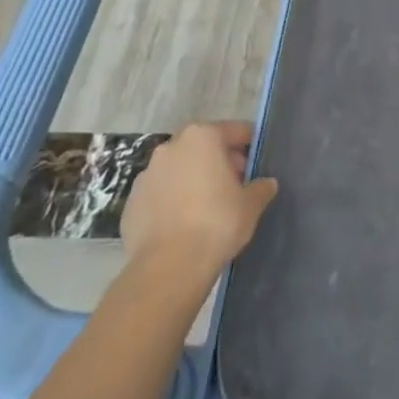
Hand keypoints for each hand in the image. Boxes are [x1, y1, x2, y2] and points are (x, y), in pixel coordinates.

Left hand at [120, 121, 277, 274]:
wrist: (168, 267)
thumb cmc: (217, 223)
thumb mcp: (251, 205)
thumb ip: (261, 187)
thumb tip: (267, 183)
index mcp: (203, 136)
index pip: (235, 131)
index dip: (249, 146)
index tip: (256, 164)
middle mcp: (171, 147)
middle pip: (204, 147)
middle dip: (220, 162)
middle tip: (235, 186)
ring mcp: (147, 175)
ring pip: (179, 169)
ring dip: (193, 180)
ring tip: (207, 208)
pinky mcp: (131, 203)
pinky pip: (160, 195)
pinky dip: (172, 202)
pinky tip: (183, 225)